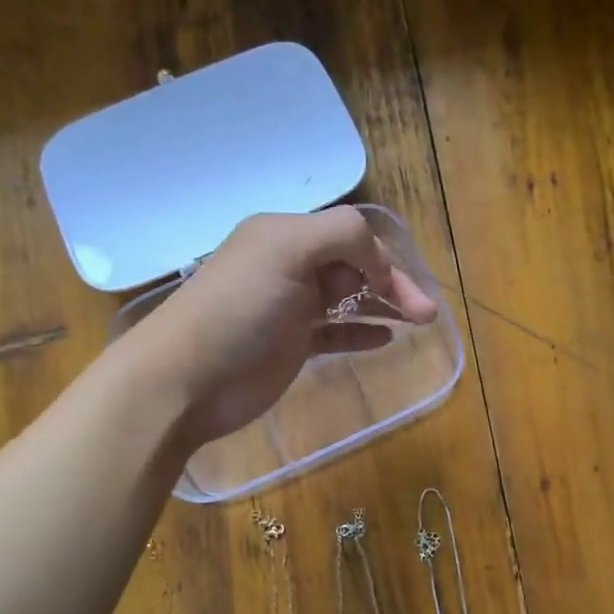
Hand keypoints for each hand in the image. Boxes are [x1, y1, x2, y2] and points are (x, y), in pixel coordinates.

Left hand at [132, 207, 437, 445]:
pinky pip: (335, 332)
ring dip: (384, 306)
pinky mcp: (290, 345)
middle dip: (393, 284)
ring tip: (418, 322)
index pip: (350, 235)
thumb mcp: (288, 250)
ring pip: (349, 298)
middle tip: (427, 315)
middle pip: (354, 266)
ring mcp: (289, 307)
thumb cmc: (239, 309)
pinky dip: (360, 333)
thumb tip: (377, 264)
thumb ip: (342, 236)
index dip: (381, 258)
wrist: (187, 379)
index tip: (400, 290)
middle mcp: (288, 265)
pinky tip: (384, 339)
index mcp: (285, 234)